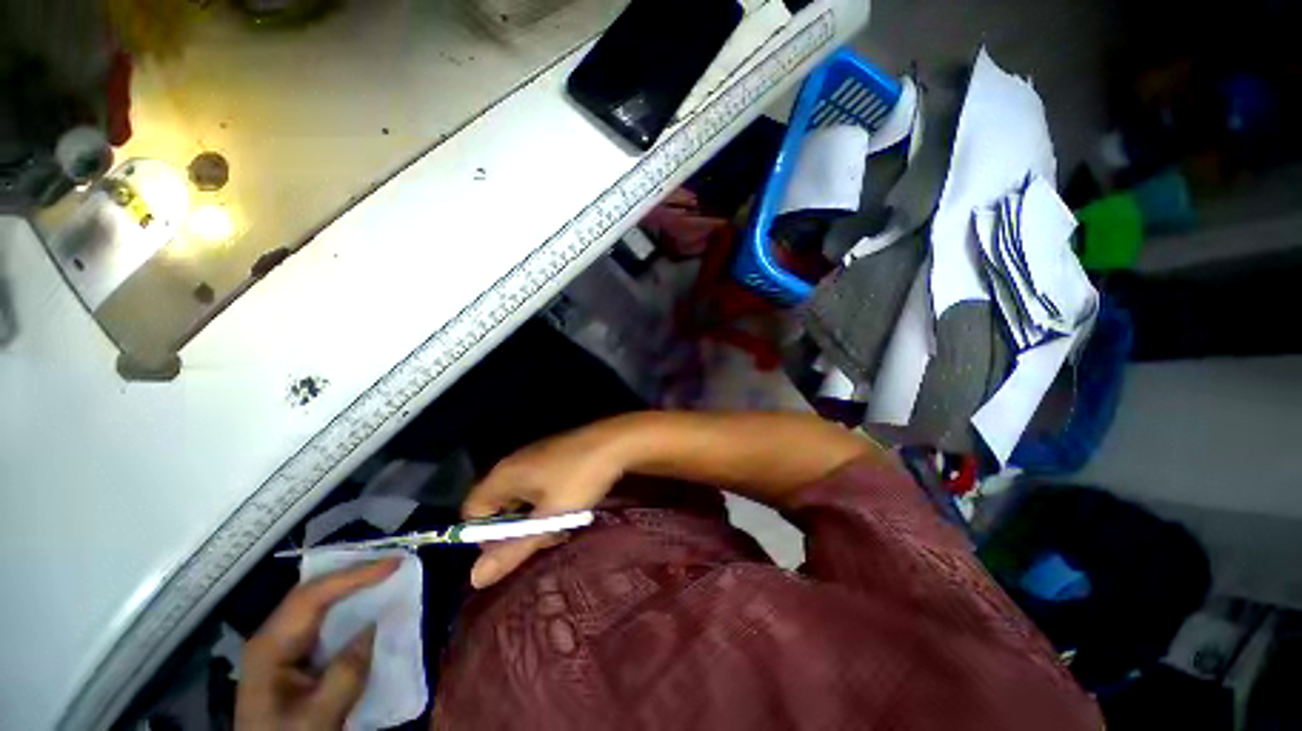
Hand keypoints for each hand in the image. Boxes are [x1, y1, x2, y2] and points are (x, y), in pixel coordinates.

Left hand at [235, 559, 397, 730]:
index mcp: (270, 647)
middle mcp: (272, 637)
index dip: (354, 576)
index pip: (312, 597)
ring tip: (385, 574)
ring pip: (317, 604)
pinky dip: (347, 607)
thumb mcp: (318, 717)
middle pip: (312, 593)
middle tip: (393, 562)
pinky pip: (322, 620)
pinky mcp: (291, 657)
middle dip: (353, 574)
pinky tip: (366, 605)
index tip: (394, 563)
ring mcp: (279, 647)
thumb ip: (345, 675)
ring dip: (352, 587)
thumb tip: (373, 628)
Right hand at [463, 421, 632, 588]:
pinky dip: (547, 503)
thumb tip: (474, 580)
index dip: (485, 537)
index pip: (472, 512)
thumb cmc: (580, 478)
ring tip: (563, 526)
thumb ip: (514, 549)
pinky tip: (571, 509)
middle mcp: (514, 463)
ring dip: (536, 518)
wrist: (616, 442)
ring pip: (521, 498)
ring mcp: (535, 457)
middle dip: (517, 530)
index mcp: (504, 475)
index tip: (514, 548)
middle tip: (545, 539)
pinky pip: (538, 486)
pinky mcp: (553, 456)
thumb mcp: (550, 517)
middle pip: (497, 506)